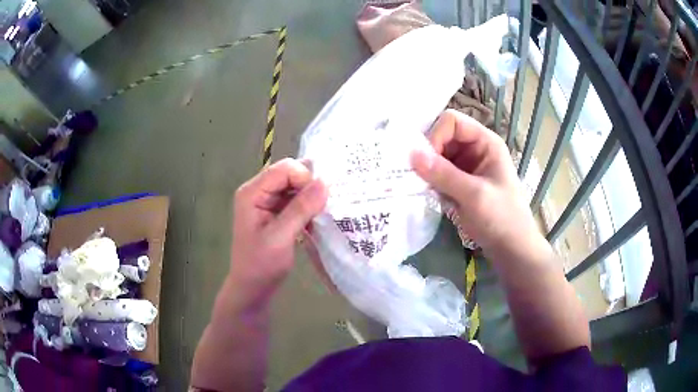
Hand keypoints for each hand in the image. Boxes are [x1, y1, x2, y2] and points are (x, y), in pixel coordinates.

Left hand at [227, 158, 327, 309]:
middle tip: (326, 205)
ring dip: (311, 197)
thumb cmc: (261, 265)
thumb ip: (301, 209)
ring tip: (324, 213)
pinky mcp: (276, 211)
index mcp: (252, 193)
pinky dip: (309, 207)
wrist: (252, 287)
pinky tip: (317, 220)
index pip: (284, 169)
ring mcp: (267, 201)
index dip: (305, 178)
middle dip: (310, 186)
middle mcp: (258, 191)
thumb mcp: (280, 238)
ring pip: (296, 186)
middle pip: (290, 173)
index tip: (321, 200)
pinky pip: (296, 199)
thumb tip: (325, 182)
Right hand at [411, 109, 539, 253]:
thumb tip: (411, 154)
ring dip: (428, 170)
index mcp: (485, 142)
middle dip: (428, 154)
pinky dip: (430, 181)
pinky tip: (430, 195)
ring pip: (437, 156)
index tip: (425, 161)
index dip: (436, 135)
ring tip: (422, 188)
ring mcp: (467, 166)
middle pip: (442, 137)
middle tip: (418, 177)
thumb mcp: (474, 195)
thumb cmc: (501, 218)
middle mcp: (475, 148)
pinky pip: (438, 173)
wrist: (511, 248)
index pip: (452, 122)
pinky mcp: (460, 182)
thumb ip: (443, 174)